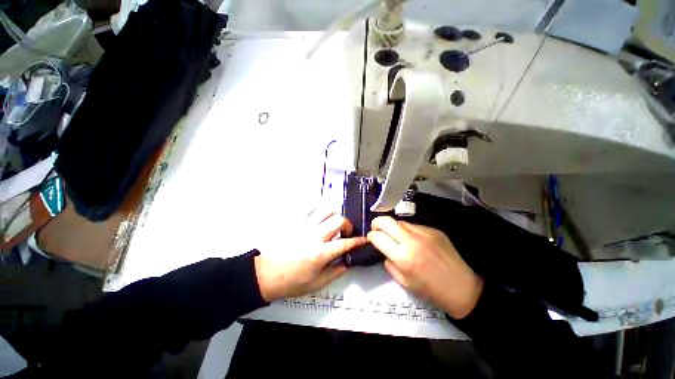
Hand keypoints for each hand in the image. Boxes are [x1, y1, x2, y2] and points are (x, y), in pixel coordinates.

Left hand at [254, 212, 365, 301]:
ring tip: (333, 223)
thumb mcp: (316, 283)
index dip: (357, 241)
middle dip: (347, 225)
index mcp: (320, 253)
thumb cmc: (291, 281)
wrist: (265, 273)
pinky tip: (320, 217)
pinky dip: (320, 210)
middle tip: (346, 232)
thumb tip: (347, 261)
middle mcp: (314, 235)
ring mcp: (304, 225)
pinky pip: (311, 208)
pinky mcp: (295, 221)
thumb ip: (335, 271)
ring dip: (334, 215)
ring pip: (326, 210)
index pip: (345, 243)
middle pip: (338, 220)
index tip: (363, 239)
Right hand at [367, 216, 483, 318]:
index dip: (371, 237)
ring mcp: (424, 232)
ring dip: (393, 227)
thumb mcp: (403, 282)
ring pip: (399, 221)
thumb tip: (384, 250)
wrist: (463, 288)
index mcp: (403, 257)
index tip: (371, 239)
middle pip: (386, 220)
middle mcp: (412, 240)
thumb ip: (389, 262)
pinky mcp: (434, 230)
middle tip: (377, 230)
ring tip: (396, 237)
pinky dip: (408, 231)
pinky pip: (414, 225)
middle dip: (376, 223)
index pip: (378, 236)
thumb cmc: (431, 290)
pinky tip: (414, 241)